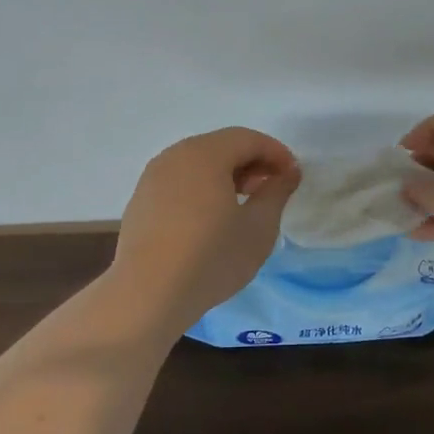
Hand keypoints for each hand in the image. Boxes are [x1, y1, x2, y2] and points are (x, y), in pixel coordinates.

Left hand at [111, 128, 300, 324]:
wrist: (147, 295)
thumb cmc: (211, 257)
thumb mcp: (259, 227)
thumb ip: (276, 192)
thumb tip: (287, 173)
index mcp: (205, 153)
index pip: (248, 139)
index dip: (276, 153)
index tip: (293, 177)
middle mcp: (175, 155)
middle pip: (221, 146)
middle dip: (251, 162)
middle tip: (270, 190)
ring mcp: (153, 177)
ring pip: (198, 163)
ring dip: (226, 175)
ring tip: (243, 205)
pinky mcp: (141, 200)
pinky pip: (179, 181)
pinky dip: (202, 188)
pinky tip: (210, 219)